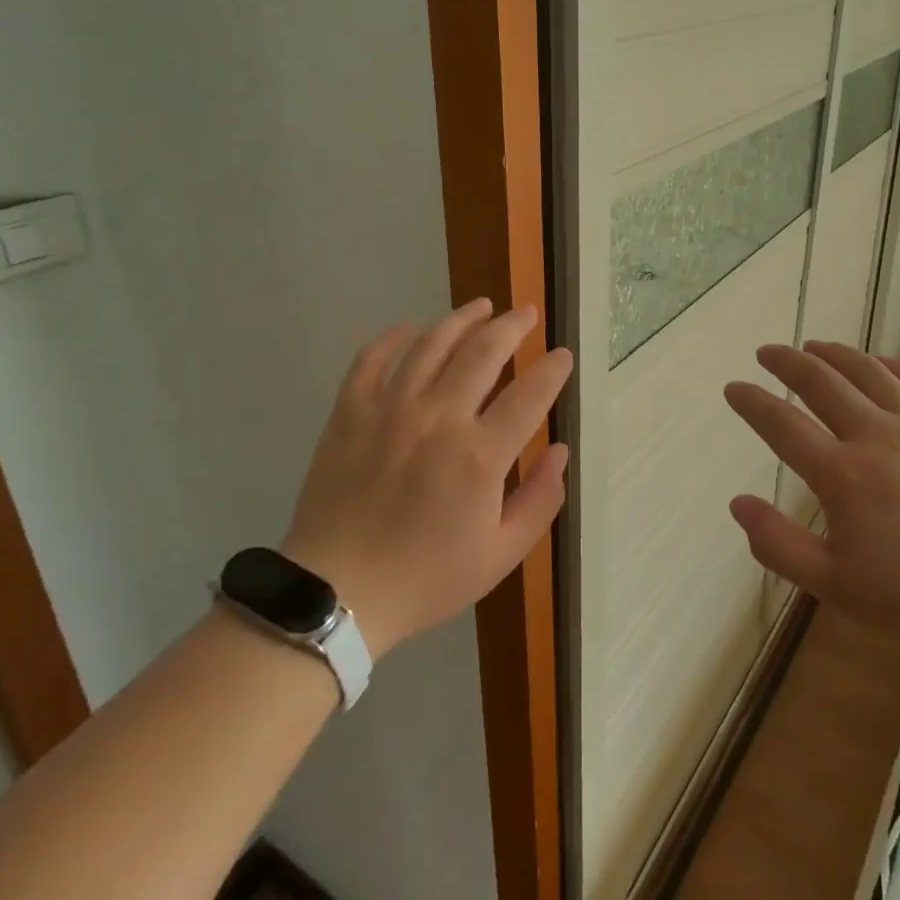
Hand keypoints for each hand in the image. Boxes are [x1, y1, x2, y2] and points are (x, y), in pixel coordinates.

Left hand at [283, 300, 571, 659]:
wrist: (337, 594)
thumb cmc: (426, 578)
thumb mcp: (501, 555)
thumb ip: (540, 499)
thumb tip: (560, 450)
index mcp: (480, 456)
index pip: (530, 394)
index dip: (552, 370)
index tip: (562, 356)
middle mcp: (439, 419)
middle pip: (483, 353)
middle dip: (512, 326)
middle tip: (527, 313)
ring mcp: (390, 411)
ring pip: (431, 344)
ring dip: (461, 319)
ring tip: (481, 306)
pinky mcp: (349, 413)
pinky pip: (371, 360)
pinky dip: (392, 338)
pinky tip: (409, 328)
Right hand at [723, 341, 899, 665]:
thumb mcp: (836, 586)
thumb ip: (779, 545)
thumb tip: (738, 503)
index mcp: (843, 475)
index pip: (782, 424)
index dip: (752, 402)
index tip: (733, 388)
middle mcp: (877, 436)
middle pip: (822, 382)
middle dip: (788, 362)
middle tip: (767, 352)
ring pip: (869, 372)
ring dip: (835, 354)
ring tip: (814, 346)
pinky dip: (893, 364)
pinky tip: (879, 362)